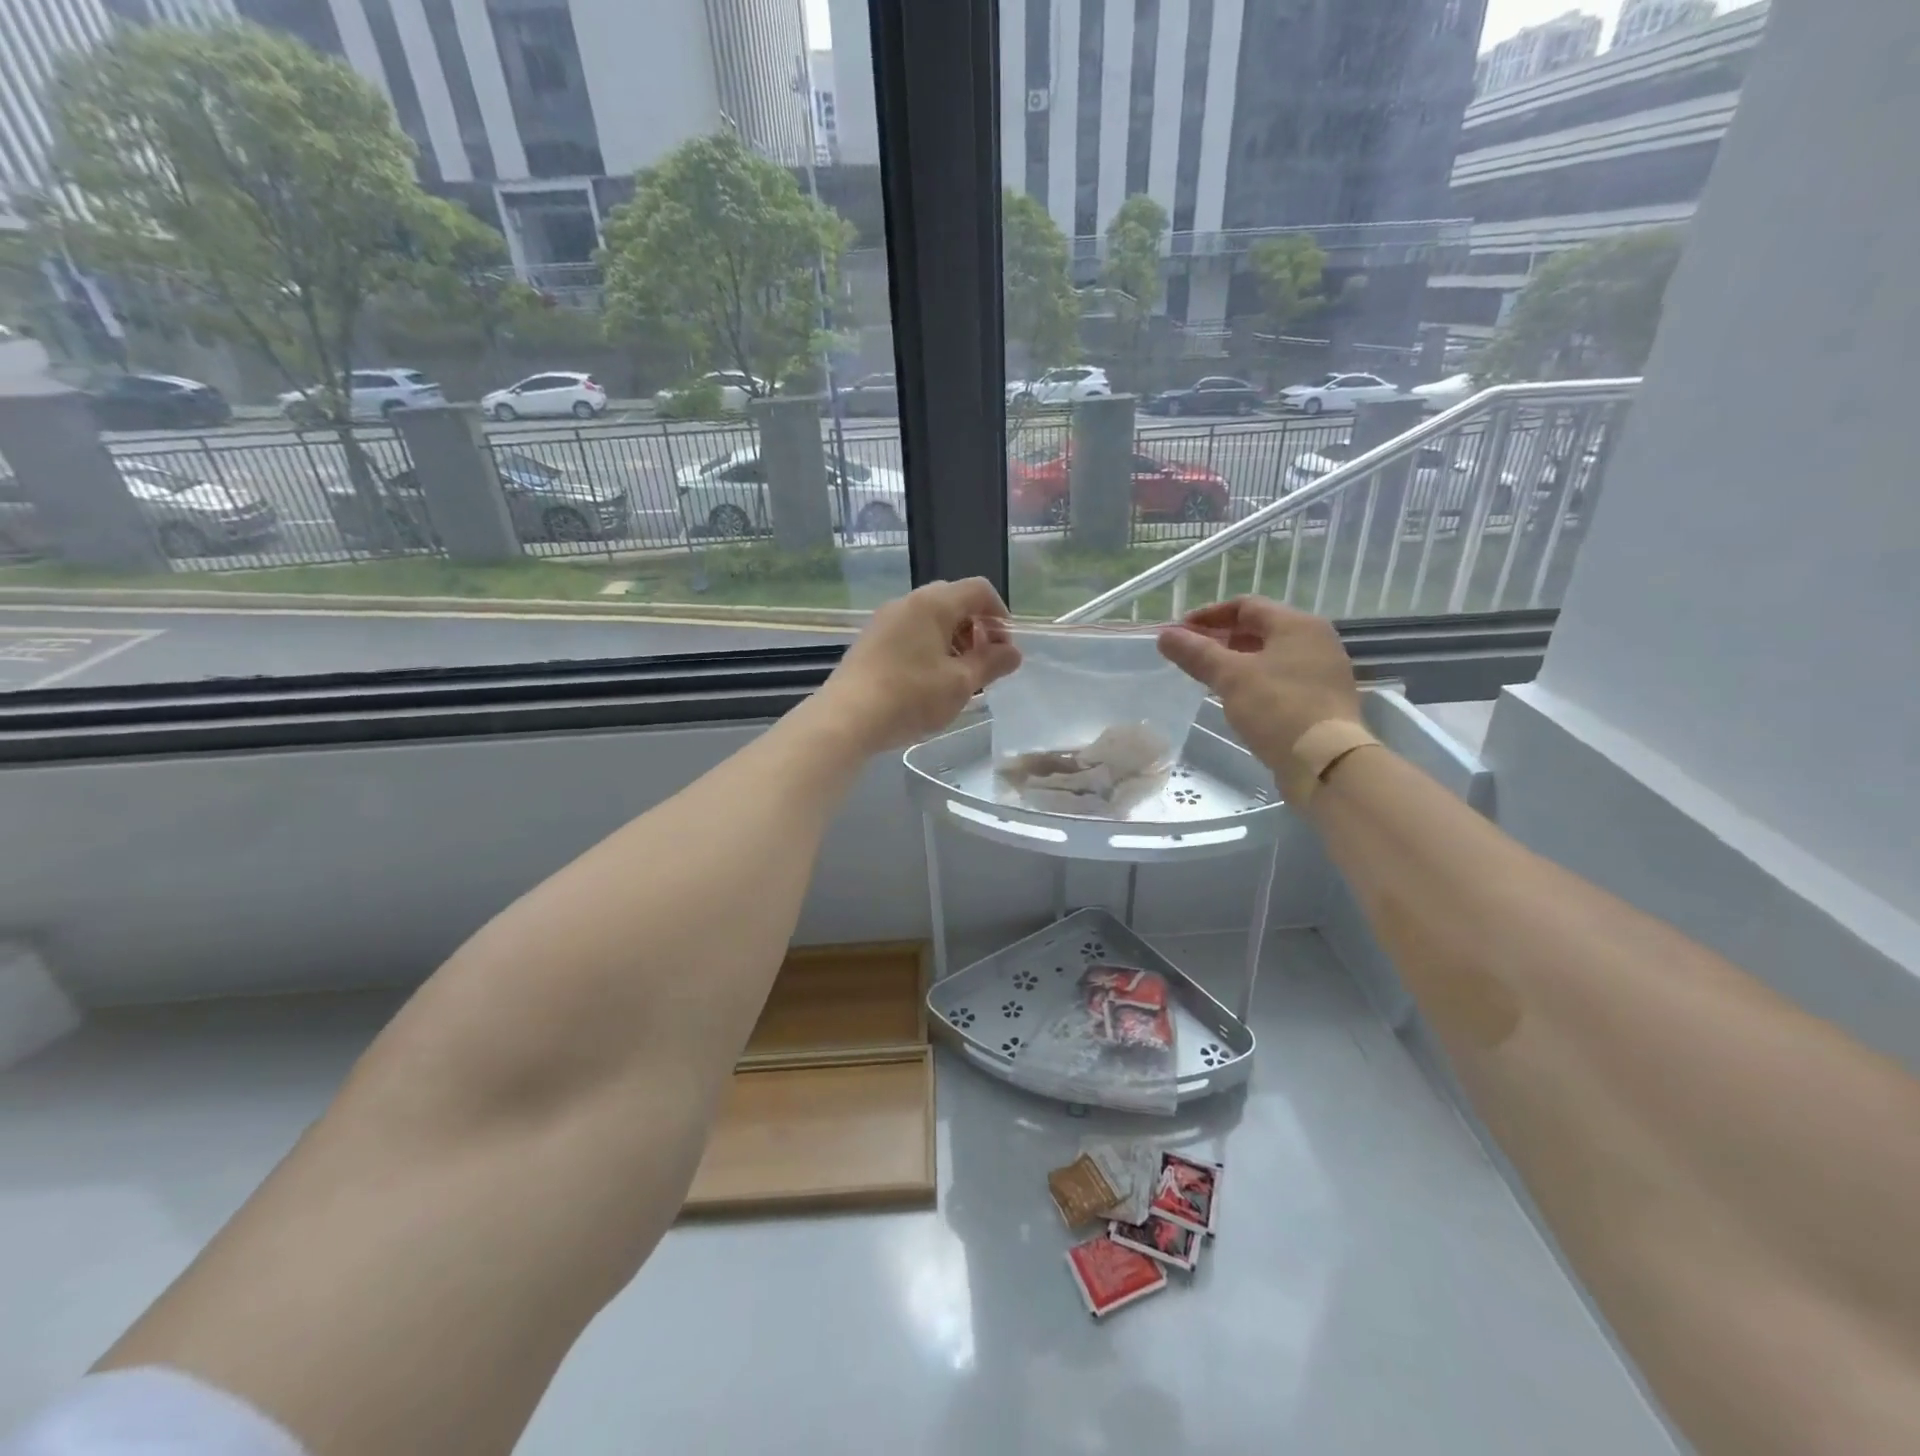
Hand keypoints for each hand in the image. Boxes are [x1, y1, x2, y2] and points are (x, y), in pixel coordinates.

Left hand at [815, 578, 1021, 753]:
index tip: (1005, 648)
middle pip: (954, 601)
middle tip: (984, 662)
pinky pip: (910, 632)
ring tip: (958, 676)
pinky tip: (930, 680)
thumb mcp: (961, 683)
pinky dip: (930, 647)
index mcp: (933, 603)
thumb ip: (991, 663)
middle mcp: (907, 602)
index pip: (979, 590)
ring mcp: (885, 620)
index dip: (1000, 615)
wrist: (847, 718)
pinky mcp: (871, 640)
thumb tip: (1013, 652)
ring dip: (953, 640)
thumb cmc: (911, 696)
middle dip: (977, 628)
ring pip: (930, 618)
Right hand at [1155, 597, 1361, 769]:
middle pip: (1260, 629)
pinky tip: (1236, 698)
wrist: (1325, 760)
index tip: (1180, 632)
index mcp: (1296, 624)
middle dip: (1221, 638)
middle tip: (1190, 654)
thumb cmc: (1277, 707)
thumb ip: (1196, 653)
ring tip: (1208, 676)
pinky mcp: (1322, 698)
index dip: (1208, 615)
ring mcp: (1322, 670)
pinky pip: (1282, 678)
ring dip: (1237, 660)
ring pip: (1270, 655)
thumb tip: (1165, 635)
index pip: (1246, 605)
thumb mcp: (1230, 677)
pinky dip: (1255, 680)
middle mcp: (1315, 640)